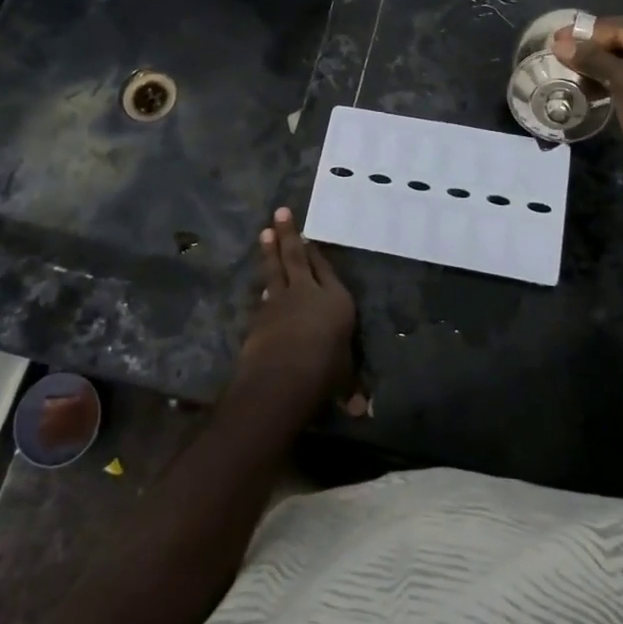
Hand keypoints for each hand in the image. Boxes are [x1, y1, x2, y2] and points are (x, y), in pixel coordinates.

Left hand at [233, 208, 366, 418]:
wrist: (283, 374)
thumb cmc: (325, 371)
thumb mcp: (343, 380)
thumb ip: (350, 389)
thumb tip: (361, 410)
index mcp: (336, 300)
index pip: (326, 269)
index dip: (317, 253)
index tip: (308, 237)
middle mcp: (309, 292)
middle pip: (298, 257)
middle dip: (289, 235)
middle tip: (280, 212)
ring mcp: (281, 300)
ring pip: (276, 269)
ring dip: (270, 251)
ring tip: (264, 232)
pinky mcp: (261, 315)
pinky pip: (265, 295)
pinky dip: (264, 287)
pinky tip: (262, 287)